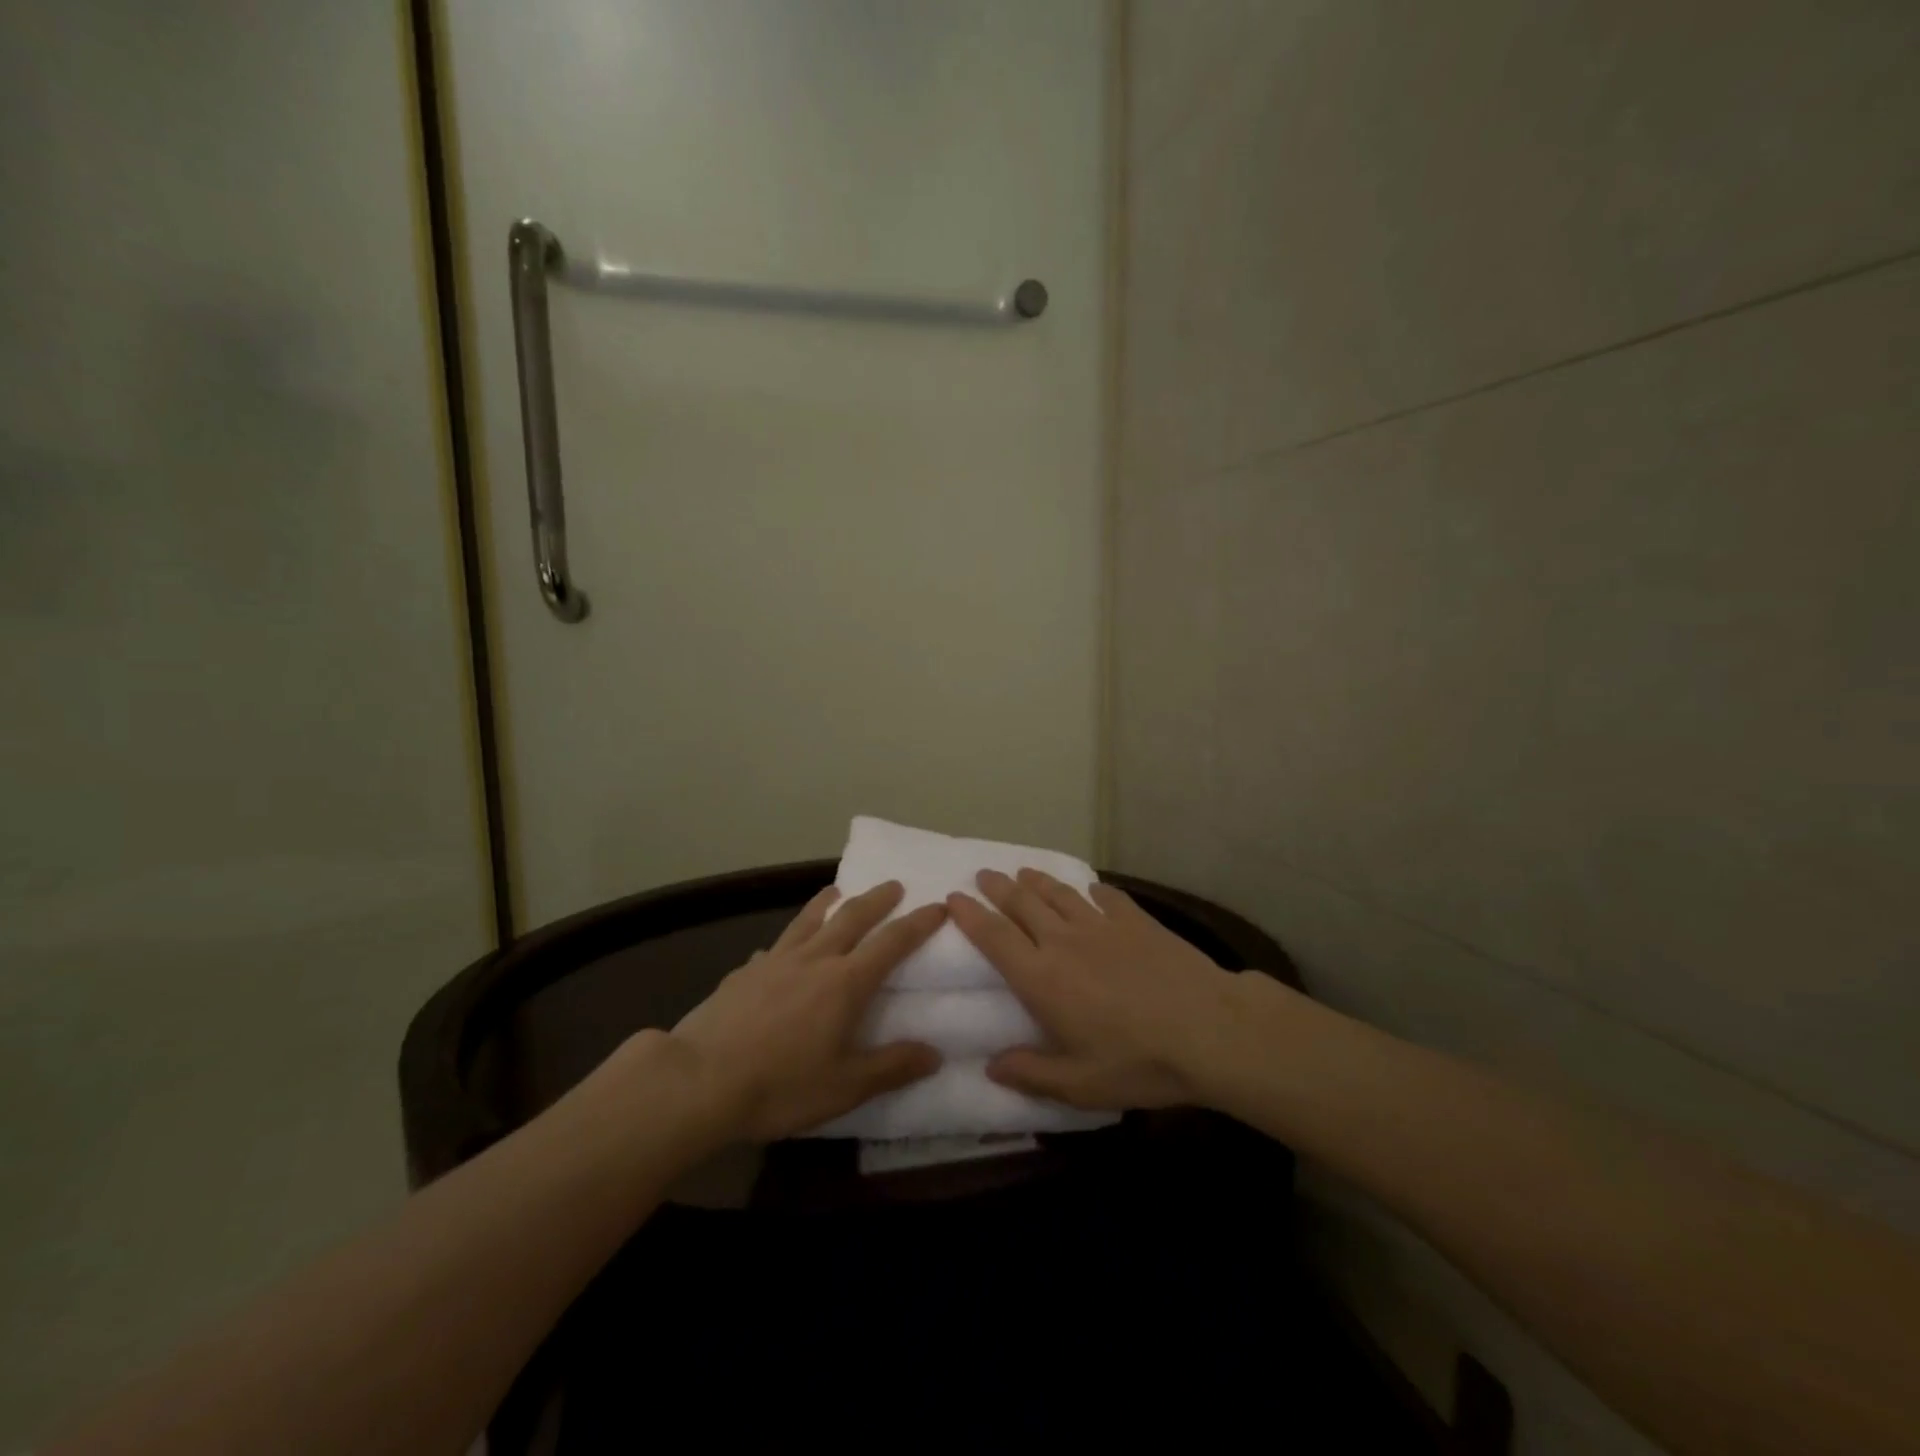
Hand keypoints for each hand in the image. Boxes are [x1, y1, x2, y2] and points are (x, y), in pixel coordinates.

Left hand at [667, 881, 944, 1142]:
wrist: (698, 1081)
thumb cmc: (780, 1086)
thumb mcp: (845, 1087)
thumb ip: (892, 1067)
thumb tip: (936, 1053)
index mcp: (845, 982)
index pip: (891, 942)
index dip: (918, 923)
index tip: (938, 905)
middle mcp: (814, 959)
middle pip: (851, 917)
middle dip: (878, 899)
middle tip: (895, 885)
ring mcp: (774, 961)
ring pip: (808, 920)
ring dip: (829, 902)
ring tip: (838, 890)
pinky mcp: (743, 972)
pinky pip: (774, 946)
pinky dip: (788, 939)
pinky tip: (780, 949)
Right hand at [946, 868, 1243, 1111]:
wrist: (1208, 1029)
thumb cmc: (1138, 1062)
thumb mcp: (1080, 1084)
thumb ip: (1032, 1074)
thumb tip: (991, 1067)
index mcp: (1042, 979)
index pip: (995, 937)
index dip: (971, 915)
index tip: (954, 897)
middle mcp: (1064, 942)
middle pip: (1022, 904)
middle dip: (998, 888)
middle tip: (983, 874)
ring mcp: (1102, 926)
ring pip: (1059, 894)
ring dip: (1037, 881)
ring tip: (1023, 872)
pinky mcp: (1137, 921)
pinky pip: (1107, 898)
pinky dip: (1092, 891)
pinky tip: (1091, 888)